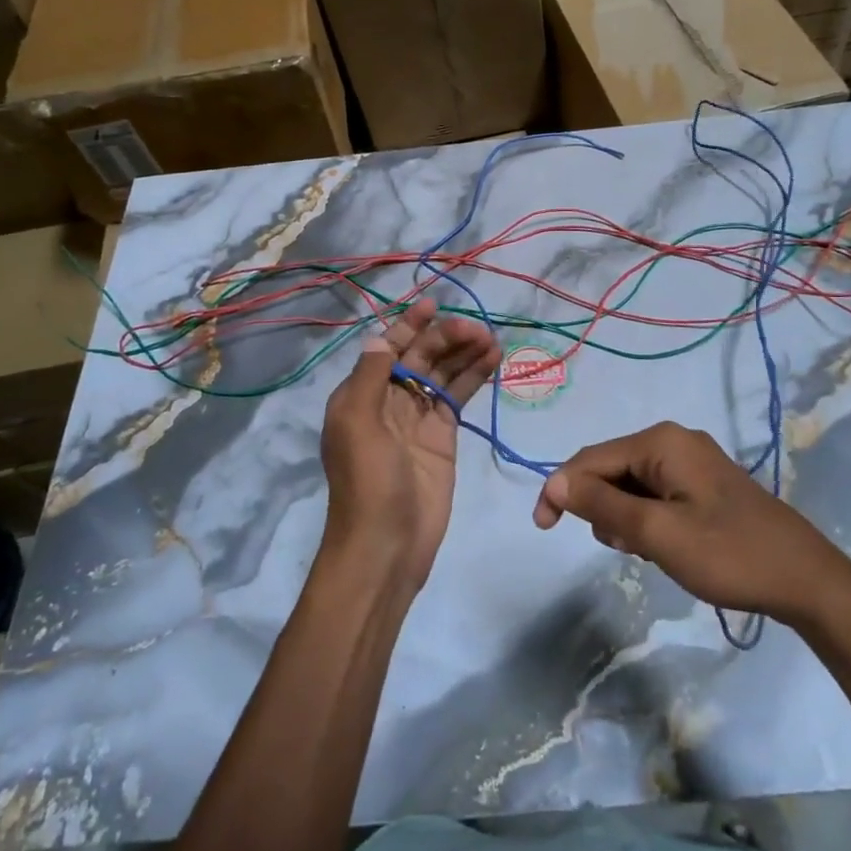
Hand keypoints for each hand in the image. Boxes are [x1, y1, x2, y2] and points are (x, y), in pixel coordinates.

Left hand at [320, 299, 500, 589]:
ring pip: (442, 373)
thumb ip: (370, 376)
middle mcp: (388, 400)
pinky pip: (458, 397)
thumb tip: (380, 337)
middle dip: (445, 338)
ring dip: (464, 353)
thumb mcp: (357, 422)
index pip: (387, 348)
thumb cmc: (368, 481)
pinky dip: (474, 377)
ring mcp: (418, 418)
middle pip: (419, 356)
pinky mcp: (443, 436)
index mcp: (360, 394)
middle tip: (477, 330)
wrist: (387, 545)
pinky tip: (493, 359)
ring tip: (491, 338)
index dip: (409, 325)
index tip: (434, 305)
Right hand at [533, 422, 850, 622]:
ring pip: (632, 485)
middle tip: (623, 550)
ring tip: (649, 552)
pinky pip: (656, 495)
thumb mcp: (657, 534)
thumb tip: (555, 482)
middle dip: (601, 509)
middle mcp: (674, 441)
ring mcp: (692, 462)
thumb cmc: (728, 554)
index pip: (590, 459)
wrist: (807, 581)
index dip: (561, 490)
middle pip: (611, 469)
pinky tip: (666, 547)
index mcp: (661, 442)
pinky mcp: (704, 485)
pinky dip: (647, 520)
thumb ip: (602, 505)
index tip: (543, 529)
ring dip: (625, 519)